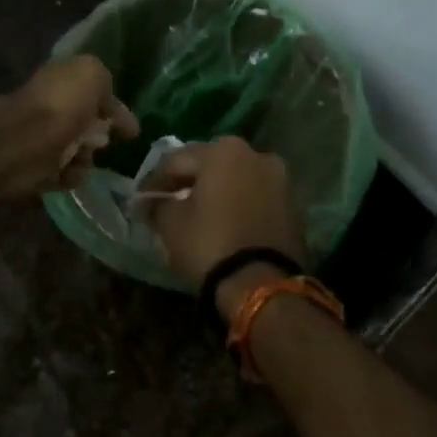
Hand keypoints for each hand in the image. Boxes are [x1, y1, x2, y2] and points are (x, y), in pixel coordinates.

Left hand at [0, 55, 138, 201]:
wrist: (18, 144)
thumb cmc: (58, 105)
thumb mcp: (90, 74)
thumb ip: (103, 81)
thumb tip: (107, 104)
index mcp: (61, 81)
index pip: (94, 93)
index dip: (115, 108)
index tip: (132, 130)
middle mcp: (52, 108)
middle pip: (89, 125)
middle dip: (101, 135)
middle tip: (101, 141)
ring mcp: (43, 139)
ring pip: (81, 152)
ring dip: (87, 157)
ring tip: (79, 155)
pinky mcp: (37, 168)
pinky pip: (68, 174)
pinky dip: (71, 174)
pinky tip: (66, 170)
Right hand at [146, 138, 304, 314]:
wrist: (263, 285)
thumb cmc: (210, 244)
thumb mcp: (171, 223)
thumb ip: (158, 204)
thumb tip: (151, 201)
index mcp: (224, 151)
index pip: (177, 160)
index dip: (155, 180)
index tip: (142, 199)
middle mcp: (256, 154)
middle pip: (211, 164)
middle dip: (190, 180)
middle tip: (170, 200)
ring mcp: (280, 179)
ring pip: (237, 179)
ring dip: (218, 191)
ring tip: (200, 213)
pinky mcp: (294, 205)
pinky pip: (257, 198)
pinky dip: (240, 205)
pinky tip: (226, 222)